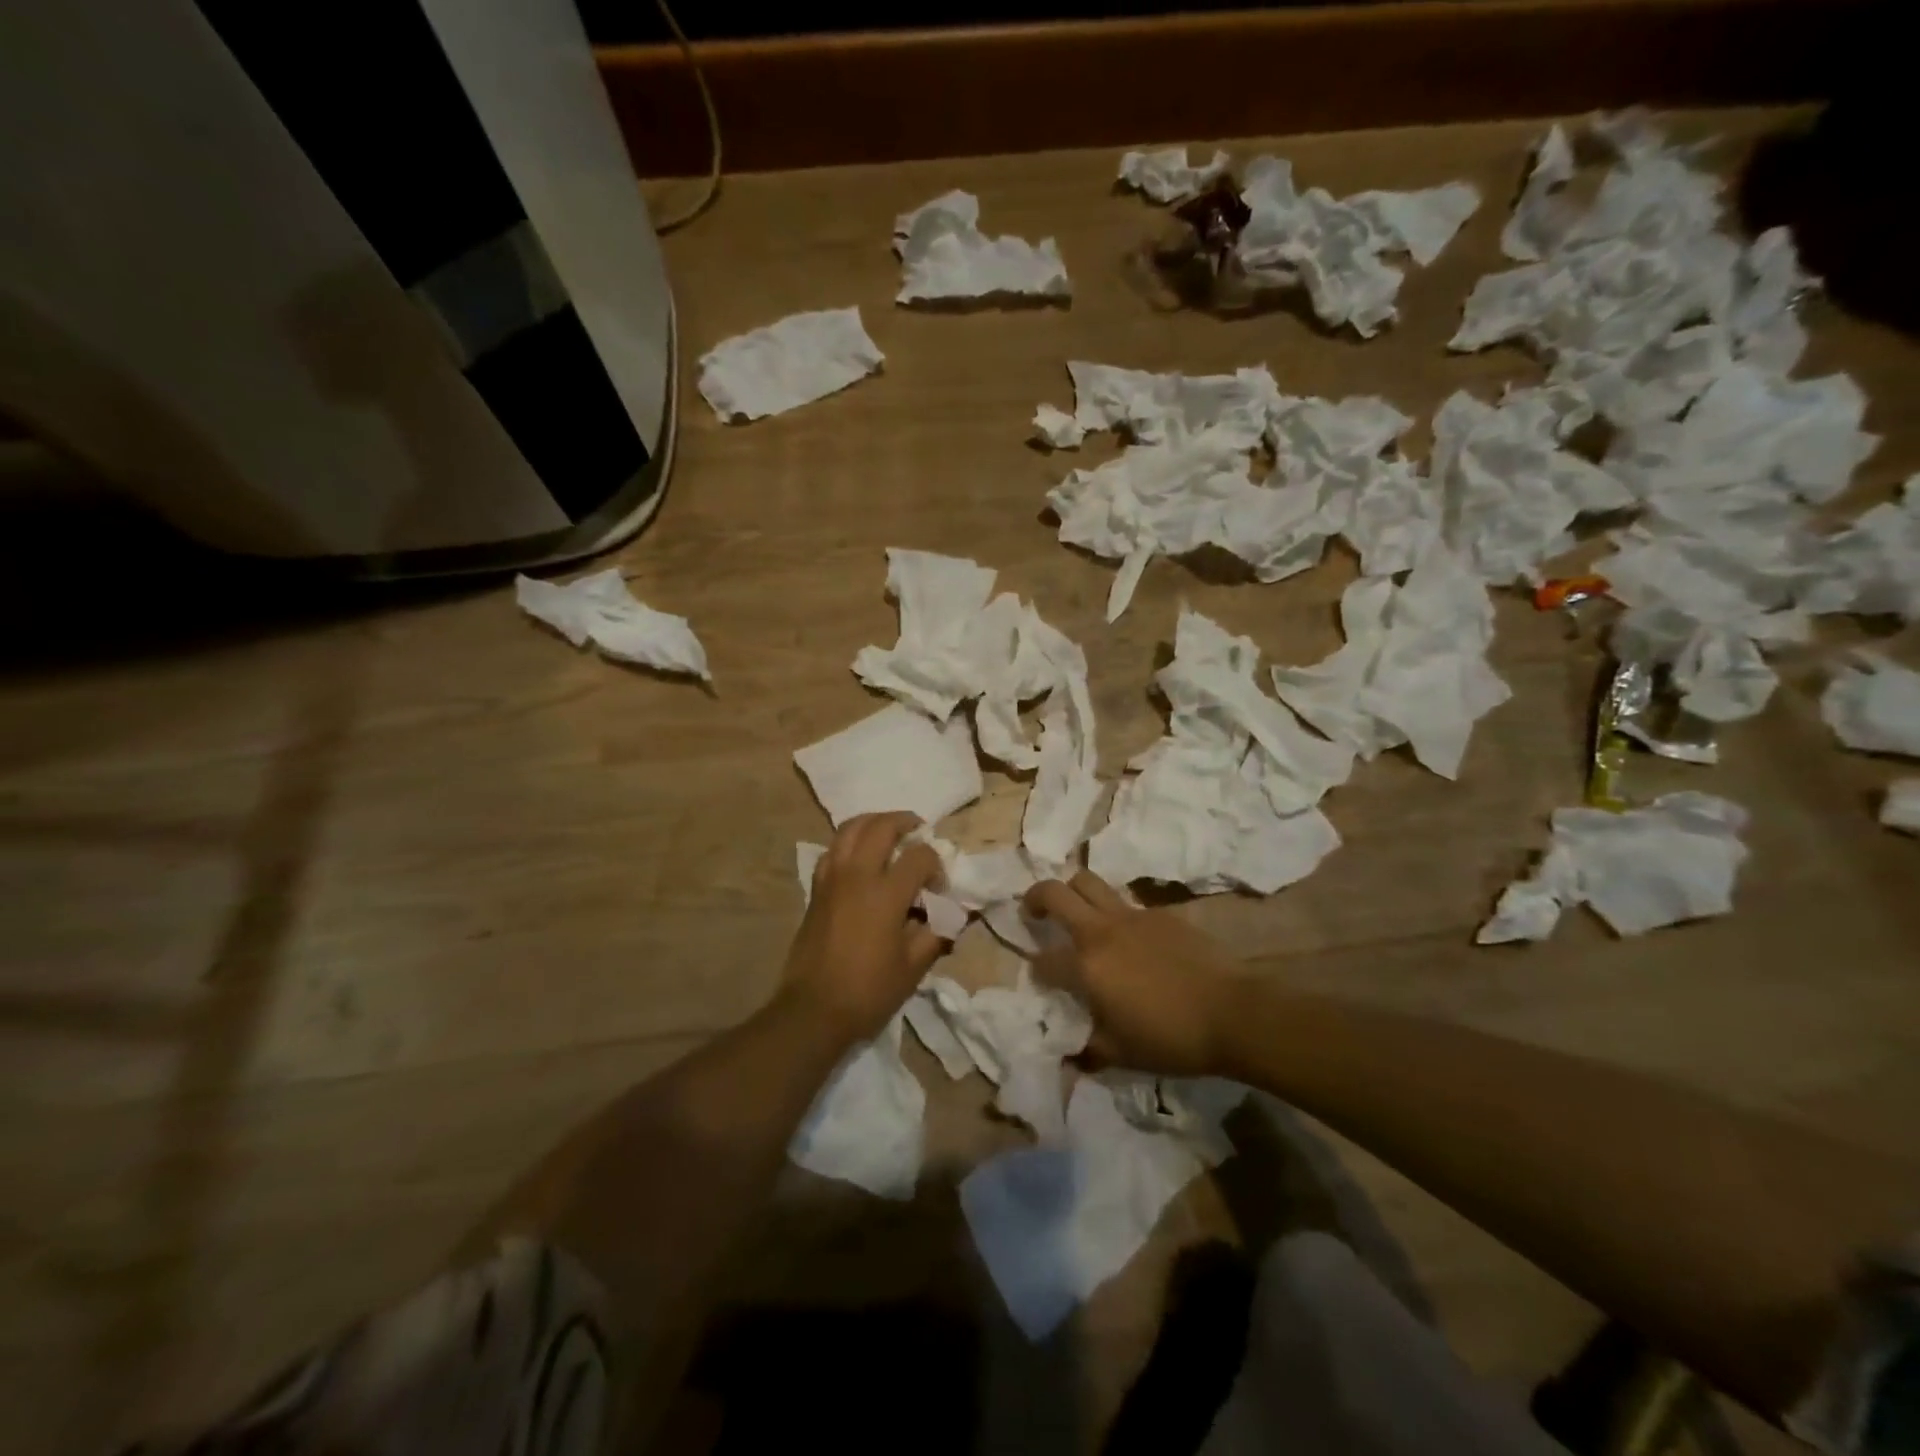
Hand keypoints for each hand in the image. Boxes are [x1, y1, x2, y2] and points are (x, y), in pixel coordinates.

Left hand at [783, 812, 948, 1043]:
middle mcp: (857, 875)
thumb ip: (937, 932)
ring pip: (850, 829)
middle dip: (905, 822)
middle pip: (881, 826)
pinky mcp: (816, 889)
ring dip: (873, 822)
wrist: (813, 1011)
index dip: (936, 864)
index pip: (919, 856)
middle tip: (918, 831)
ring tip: (889, 832)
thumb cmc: (869, 991)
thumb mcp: (913, 967)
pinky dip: (849, 842)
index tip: (939, 885)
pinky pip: (832, 849)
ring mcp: (832, 879)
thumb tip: (956, 914)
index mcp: (886, 893)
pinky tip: (859, 857)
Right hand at [1024, 871, 1246, 1075]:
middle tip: (1034, 913)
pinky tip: (1129, 939)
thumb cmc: (1171, 1038)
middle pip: (1056, 892)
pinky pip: (1126, 902)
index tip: (1040, 978)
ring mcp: (1133, 916)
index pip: (1044, 959)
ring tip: (1076, 913)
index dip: (1036, 969)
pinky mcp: (1160, 914)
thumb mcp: (1122, 1054)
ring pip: (1089, 883)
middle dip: (1036, 898)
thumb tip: (1068, 1057)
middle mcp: (1102, 931)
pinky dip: (1114, 913)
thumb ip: (1088, 1049)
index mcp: (1087, 965)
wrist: (1233, 1013)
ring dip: (1073, 892)